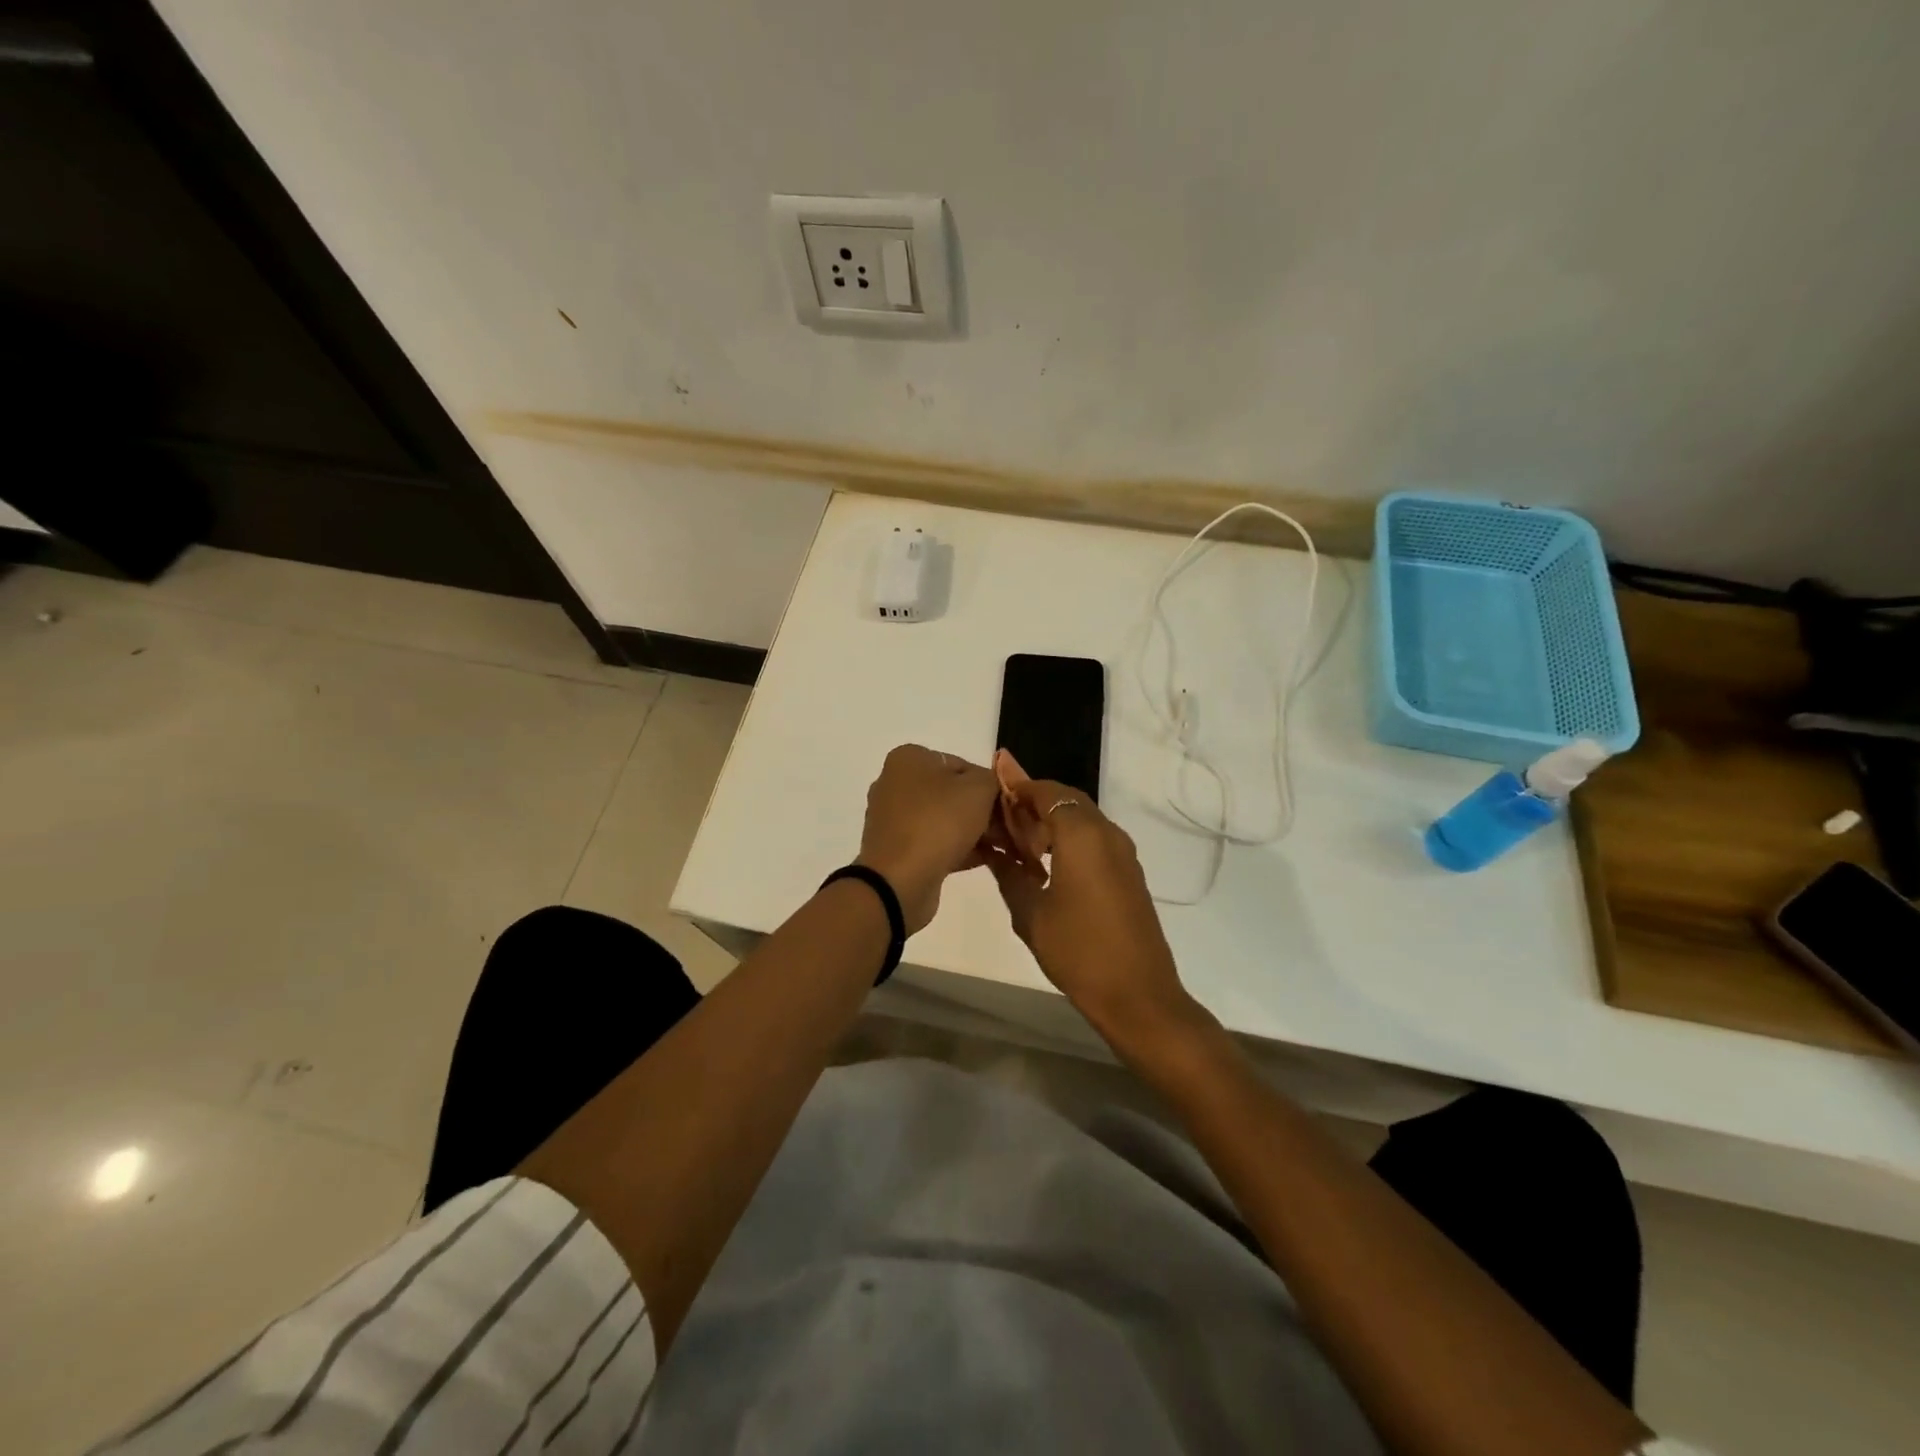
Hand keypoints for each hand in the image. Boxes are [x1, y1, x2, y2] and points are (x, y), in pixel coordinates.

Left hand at [856, 745, 1000, 933]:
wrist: (899, 880)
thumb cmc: (938, 822)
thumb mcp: (979, 789)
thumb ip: (993, 780)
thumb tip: (992, 787)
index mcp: (908, 759)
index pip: (961, 764)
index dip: (989, 785)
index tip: (1008, 806)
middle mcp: (895, 784)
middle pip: (951, 793)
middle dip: (983, 811)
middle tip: (1009, 829)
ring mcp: (892, 819)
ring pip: (944, 820)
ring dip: (974, 833)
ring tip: (1003, 847)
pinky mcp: (896, 850)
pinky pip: (934, 843)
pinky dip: (958, 849)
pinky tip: (986, 860)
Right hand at [983, 764, 1200, 1048]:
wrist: (1139, 995)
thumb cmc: (1078, 951)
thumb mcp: (1030, 913)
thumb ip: (1009, 873)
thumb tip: (994, 849)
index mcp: (1082, 834)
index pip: (1046, 792)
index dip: (1018, 785)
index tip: (994, 781)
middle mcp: (1107, 833)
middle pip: (1067, 801)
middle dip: (1033, 802)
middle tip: (1001, 817)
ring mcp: (1123, 854)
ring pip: (1082, 820)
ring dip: (1052, 822)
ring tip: (1018, 844)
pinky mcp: (1129, 874)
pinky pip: (1095, 840)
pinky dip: (1069, 840)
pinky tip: (1046, 866)